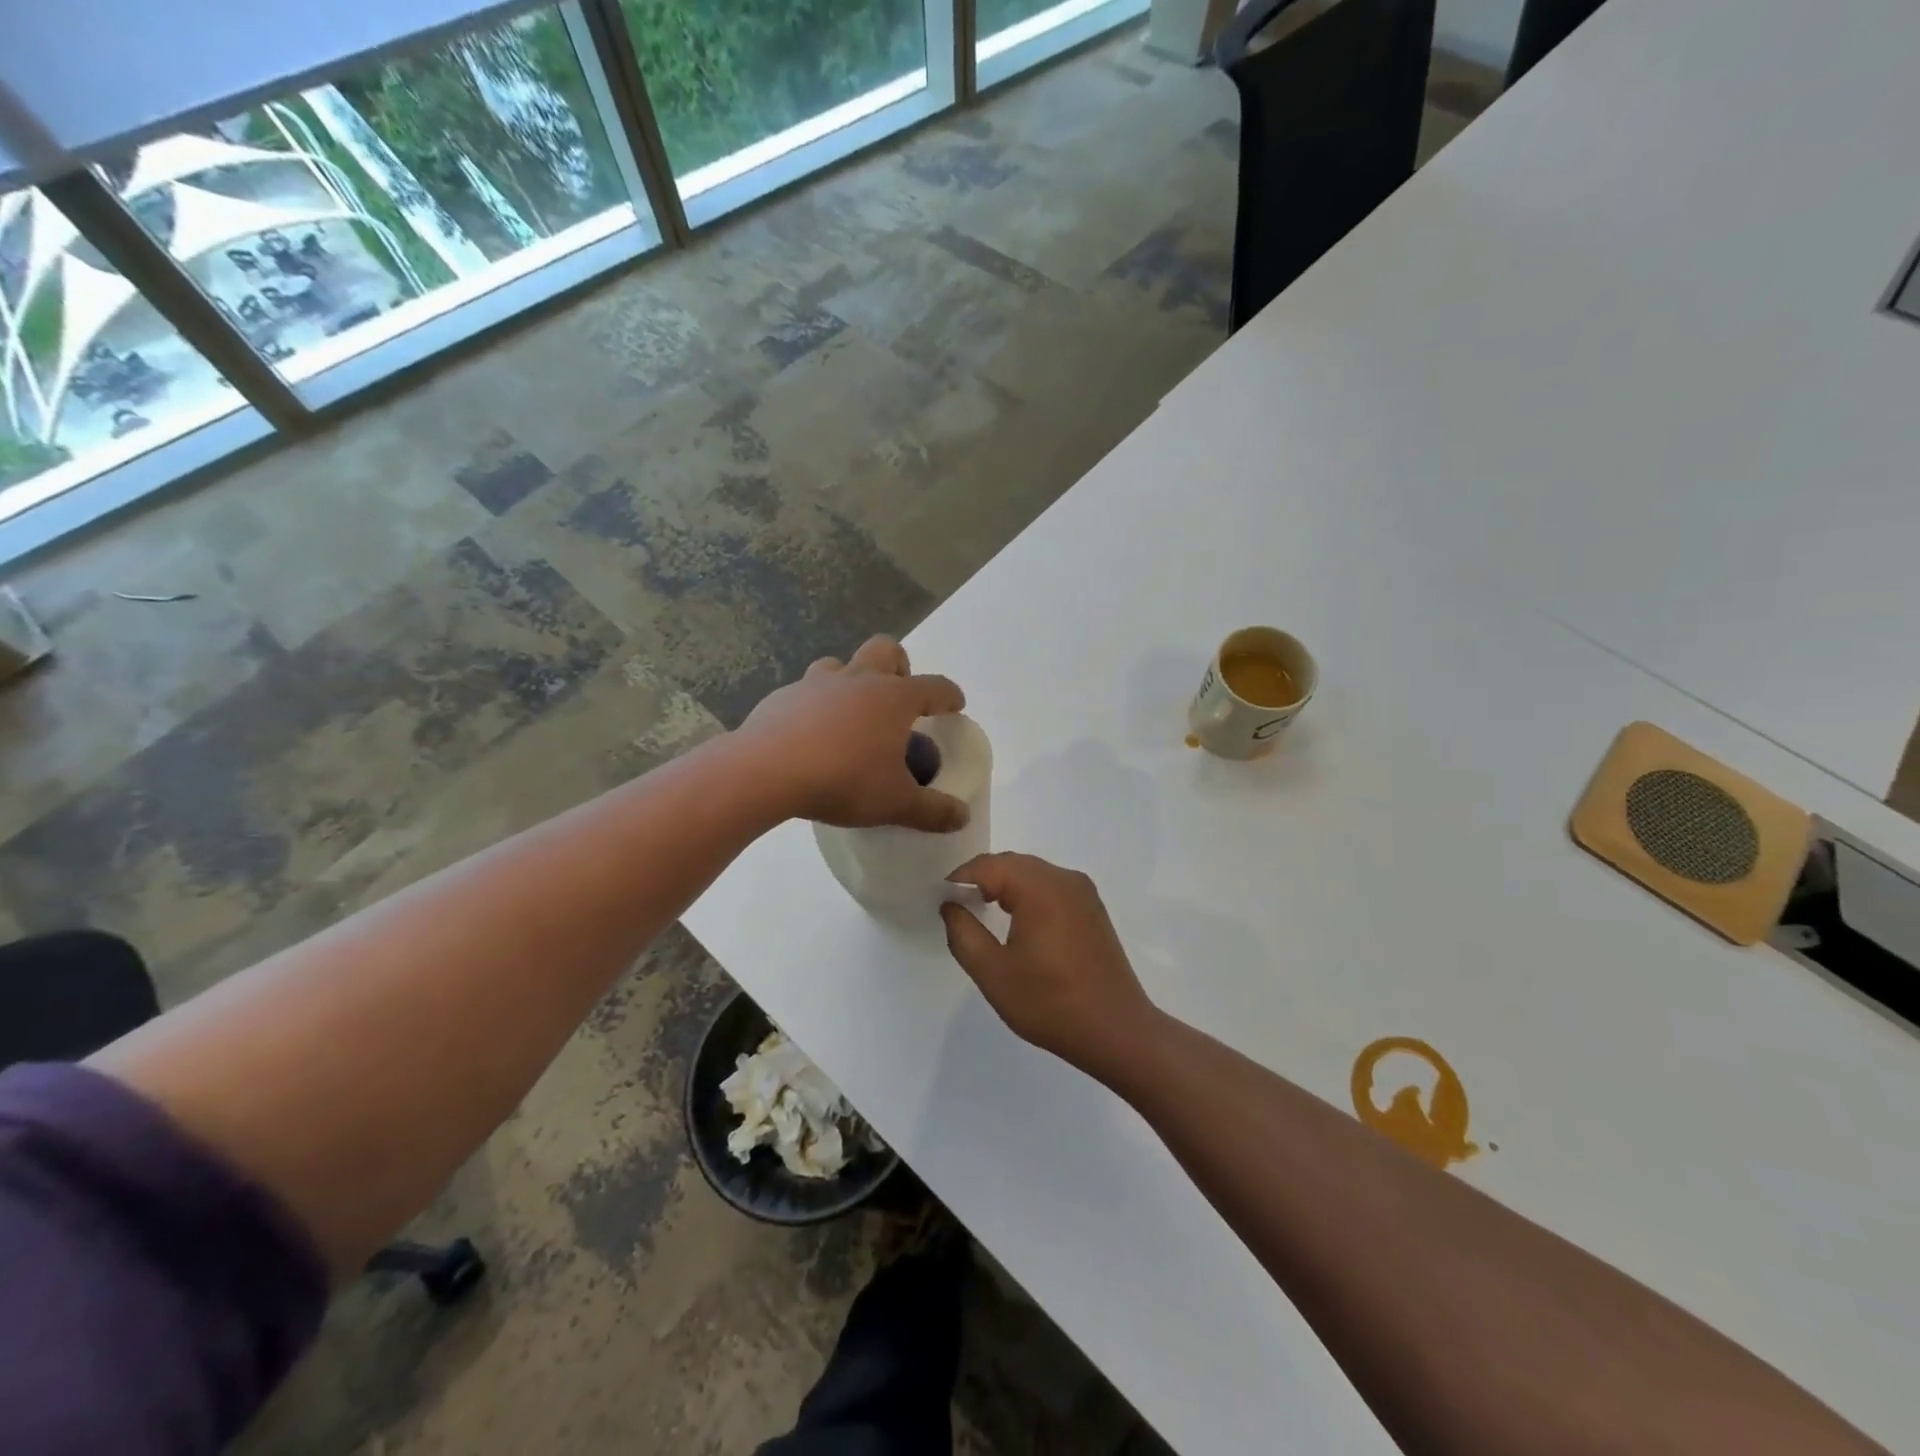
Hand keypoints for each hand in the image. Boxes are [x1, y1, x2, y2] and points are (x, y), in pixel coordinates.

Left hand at [735, 636, 968, 831]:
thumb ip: (933, 811)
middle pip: (886, 649)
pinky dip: (814, 706)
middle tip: (898, 697)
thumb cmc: (843, 780)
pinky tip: (810, 735)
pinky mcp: (782, 697)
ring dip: (851, 681)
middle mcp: (858, 679)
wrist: (765, 772)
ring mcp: (816, 683)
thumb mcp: (896, 803)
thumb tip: (963, 817)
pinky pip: (805, 692)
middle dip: (899, 665)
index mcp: (893, 698)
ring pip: (840, 665)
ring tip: (850, 716)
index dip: (949, 695)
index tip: (955, 705)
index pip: (934, 687)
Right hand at [940, 853, 1162, 1080]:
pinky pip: (1052, 887)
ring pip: (1034, 873)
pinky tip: (1018, 921)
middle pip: (1013, 863)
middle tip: (958, 905)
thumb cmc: (1050, 1003)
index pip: (989, 865)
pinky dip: (1028, 894)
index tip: (941, 898)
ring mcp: (1083, 893)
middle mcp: (1064, 879)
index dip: (960, 877)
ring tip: (982, 910)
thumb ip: (964, 933)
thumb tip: (950, 905)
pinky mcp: (1093, 910)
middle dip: (982, 878)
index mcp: (1040, 888)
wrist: (1116, 1031)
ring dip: (1006, 884)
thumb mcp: (993, 973)